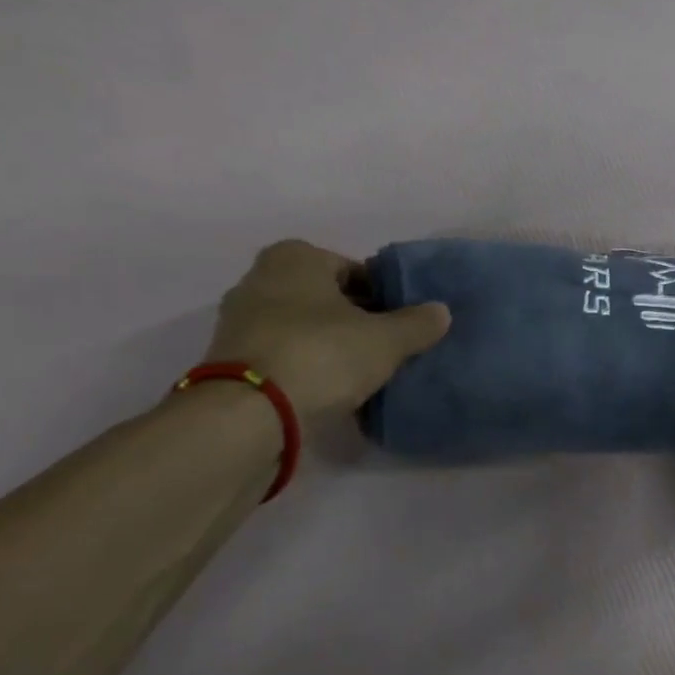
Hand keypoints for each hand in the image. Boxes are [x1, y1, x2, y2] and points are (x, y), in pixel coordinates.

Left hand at [205, 240, 449, 422]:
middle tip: (389, 348)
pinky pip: (285, 356)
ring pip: (304, 328)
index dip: (385, 296)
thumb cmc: (321, 356)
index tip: (404, 323)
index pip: (354, 270)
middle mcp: (260, 279)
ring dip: (332, 346)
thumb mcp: (386, 340)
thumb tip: (441, 311)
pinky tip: (333, 391)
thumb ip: (418, 323)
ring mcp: (240, 322)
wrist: (248, 416)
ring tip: (365, 373)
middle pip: (327, 299)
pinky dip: (308, 368)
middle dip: (357, 320)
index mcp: (294, 257)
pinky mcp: (232, 362)